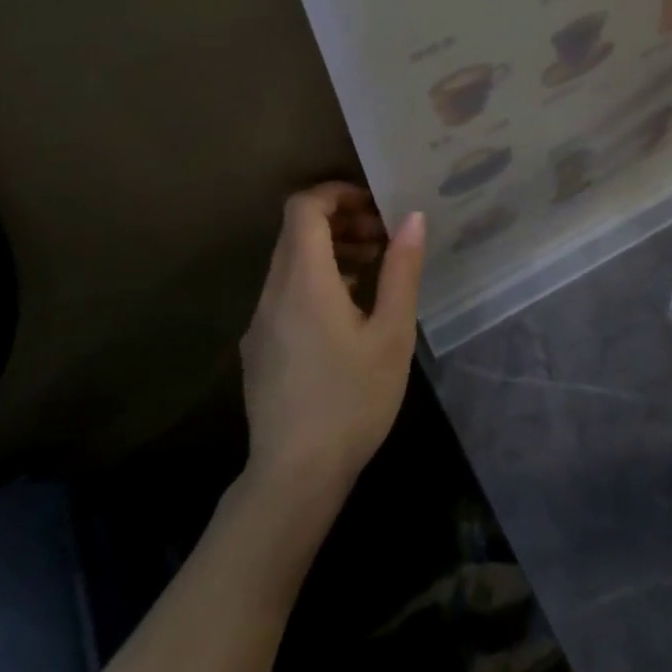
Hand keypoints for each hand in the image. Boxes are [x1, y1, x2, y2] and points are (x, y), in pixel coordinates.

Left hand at [239, 184, 424, 507]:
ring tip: (376, 271)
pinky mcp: (259, 347)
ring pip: (291, 262)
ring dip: (331, 252)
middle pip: (297, 232)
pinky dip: (317, 281)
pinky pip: (286, 292)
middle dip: (342, 221)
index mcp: (303, 281)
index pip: (303, 208)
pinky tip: (351, 313)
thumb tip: (413, 217)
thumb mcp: (391, 334)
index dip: (337, 193)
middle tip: (385, 238)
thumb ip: (401, 270)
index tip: (375, 205)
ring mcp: (260, 321)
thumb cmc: (351, 401)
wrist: (294, 478)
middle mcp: (273, 292)